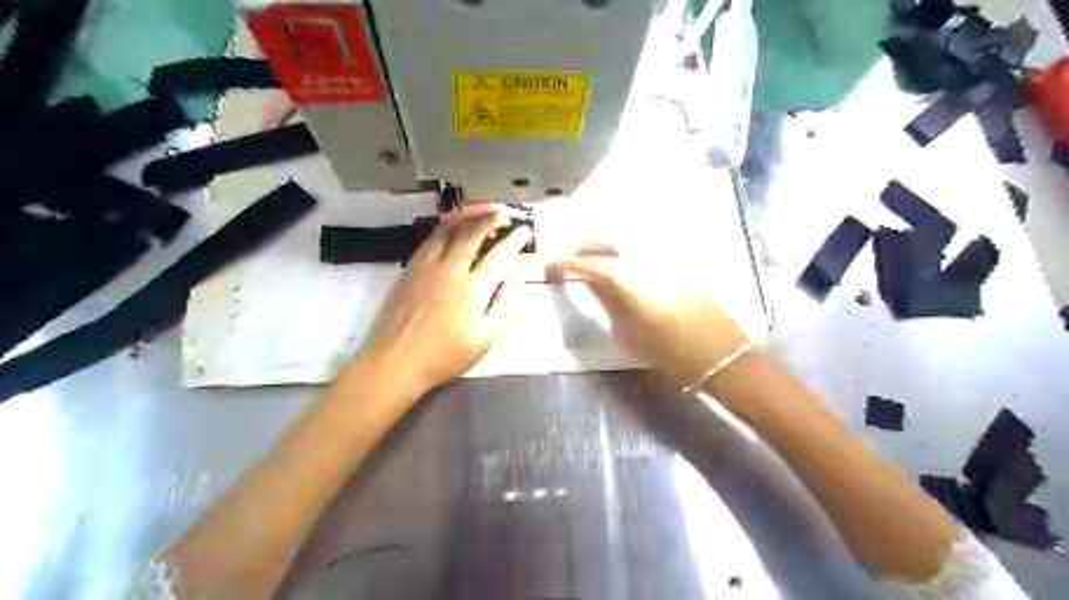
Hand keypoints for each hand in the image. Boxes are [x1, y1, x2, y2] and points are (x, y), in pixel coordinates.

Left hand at [353, 209, 530, 400]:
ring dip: (466, 219)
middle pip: (472, 233)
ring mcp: (426, 266)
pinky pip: (429, 240)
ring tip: (478, 215)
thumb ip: (503, 306)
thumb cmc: (445, 356)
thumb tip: (514, 280)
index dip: (514, 240)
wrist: (396, 361)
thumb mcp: (484, 340)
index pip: (499, 255)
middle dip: (490, 218)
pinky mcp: (409, 269)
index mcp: (472, 289)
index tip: (524, 231)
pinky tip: (450, 231)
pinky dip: (444, 230)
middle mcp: (449, 269)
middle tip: (503, 214)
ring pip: (447, 230)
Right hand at [556, 243, 745, 385]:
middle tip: (576, 256)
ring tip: (597, 258)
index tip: (557, 264)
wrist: (722, 356)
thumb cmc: (673, 354)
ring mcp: (669, 262)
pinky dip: (629, 252)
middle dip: (592, 245)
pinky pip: (648, 251)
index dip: (573, 263)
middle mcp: (651, 264)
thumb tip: (595, 285)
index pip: (596, 265)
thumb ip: (610, 304)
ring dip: (610, 245)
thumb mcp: (633, 334)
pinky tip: (624, 264)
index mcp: (635, 282)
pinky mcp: (682, 267)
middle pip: (616, 241)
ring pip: (633, 242)